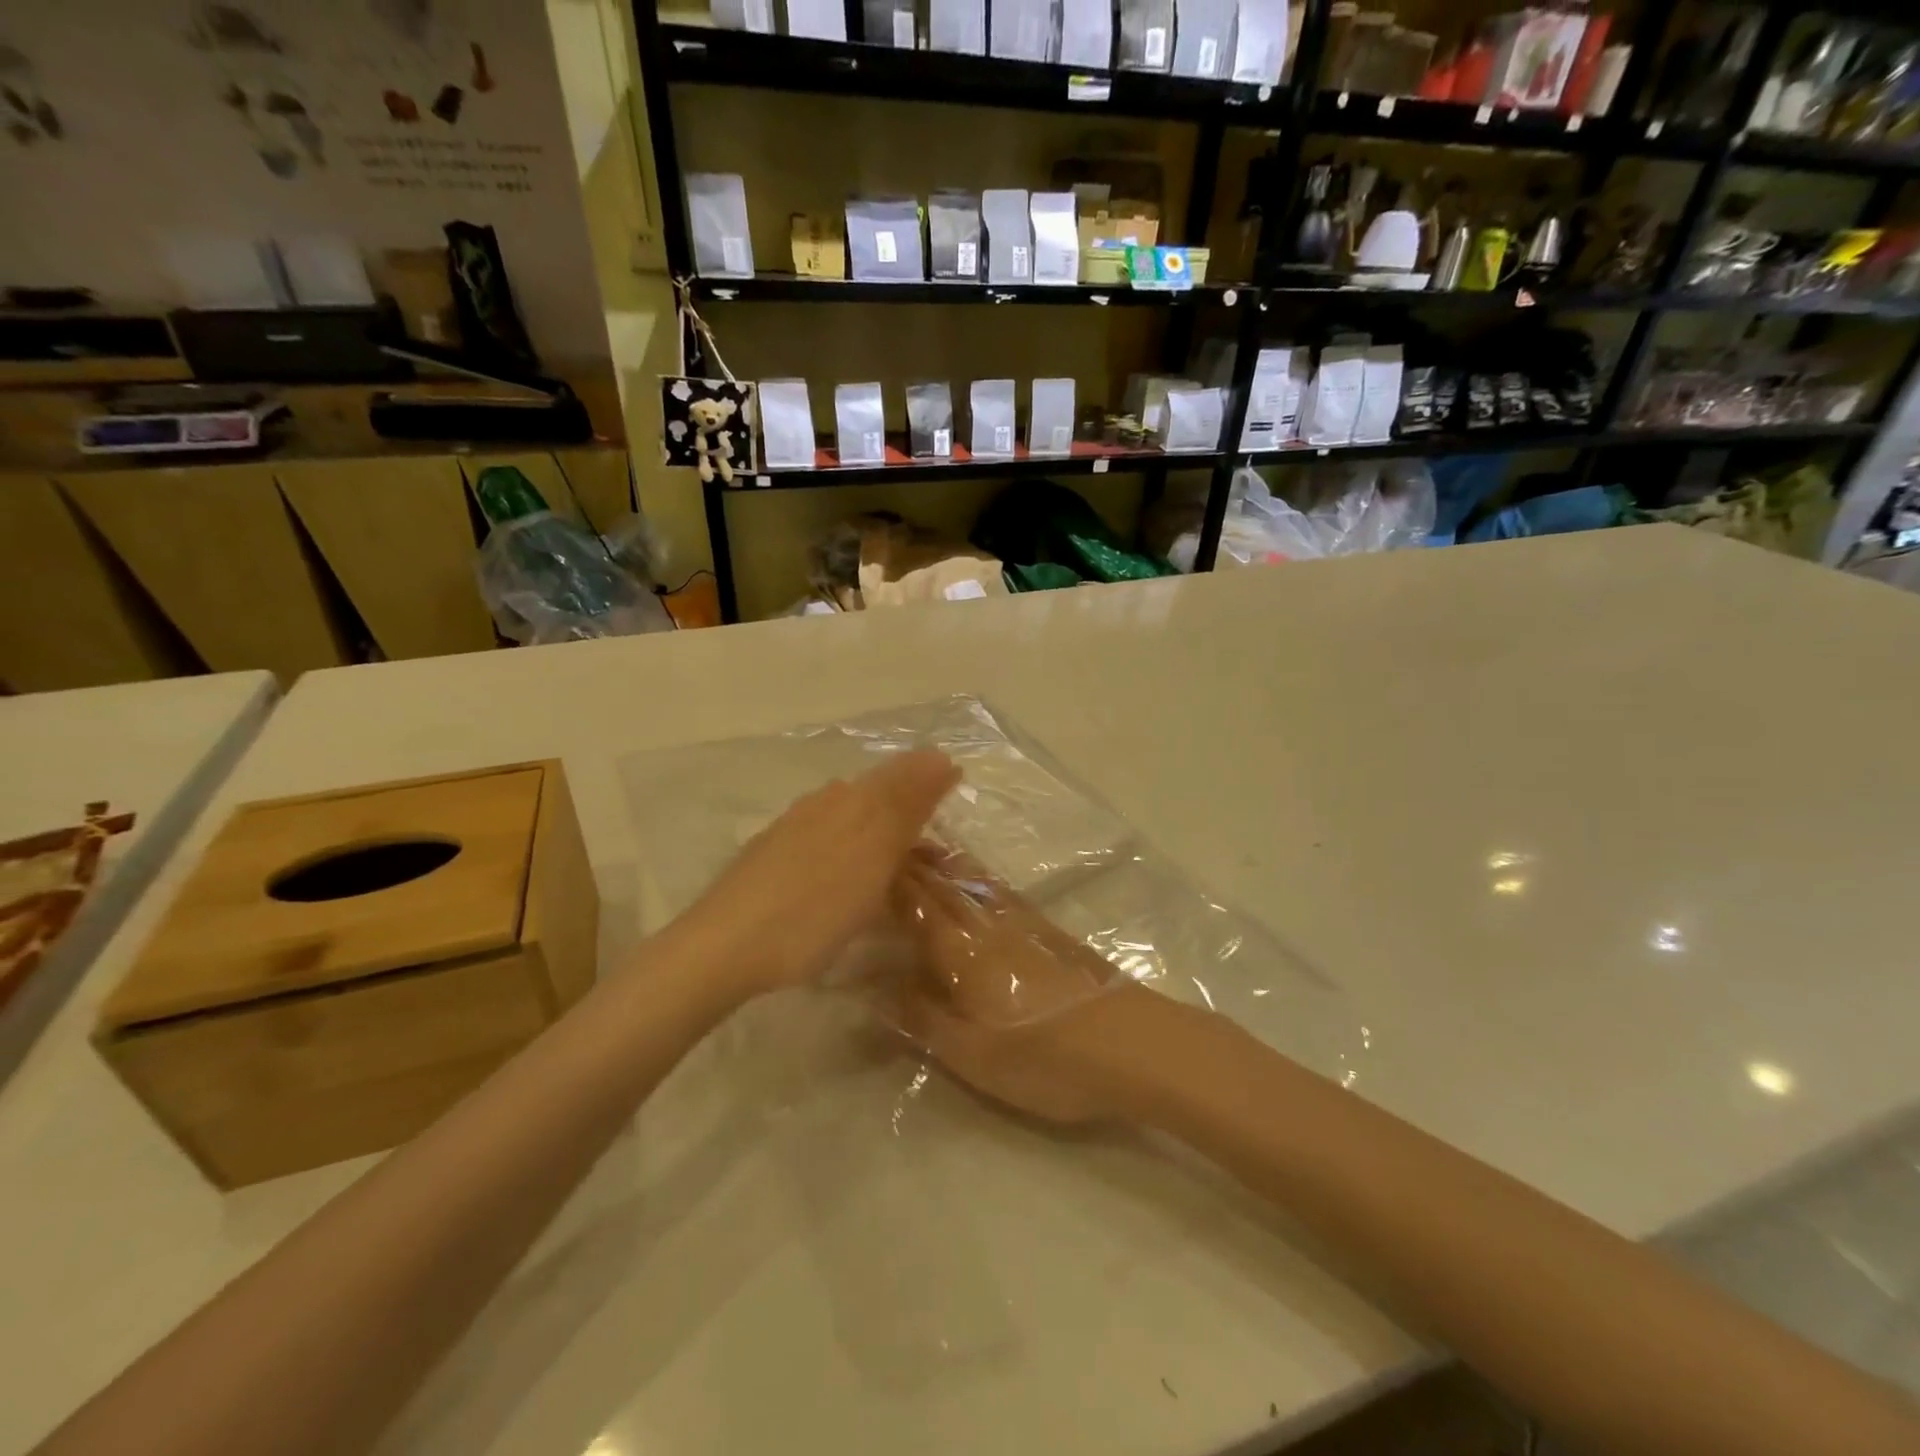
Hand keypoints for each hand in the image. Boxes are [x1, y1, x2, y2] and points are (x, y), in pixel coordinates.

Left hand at [670, 751, 959, 1000]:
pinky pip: (828, 836)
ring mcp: (794, 826)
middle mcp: (824, 802)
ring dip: (880, 829)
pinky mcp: (774, 852)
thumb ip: (906, 806)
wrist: (725, 946)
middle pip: (878, 791)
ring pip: (851, 813)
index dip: (933, 784)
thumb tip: (941, 756)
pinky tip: (847, 873)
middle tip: (935, 847)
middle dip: (910, 808)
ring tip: (898, 863)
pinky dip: (851, 849)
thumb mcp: (873, 857)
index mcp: (852, 799)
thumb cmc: (813, 908)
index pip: (904, 775)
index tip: (957, 809)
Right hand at [889, 847, 1161, 1124]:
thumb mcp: (972, 1054)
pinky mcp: (1047, 929)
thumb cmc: (1045, 1057)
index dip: (887, 882)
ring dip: (944, 860)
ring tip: (923, 847)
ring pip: (973, 878)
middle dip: (912, 861)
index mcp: (960, 948)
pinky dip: (976, 875)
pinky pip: (998, 889)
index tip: (862, 862)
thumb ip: (922, 1017)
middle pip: (942, 882)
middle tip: (884, 841)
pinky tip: (978, 882)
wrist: (1133, 1044)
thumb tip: (878, 987)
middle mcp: (987, 922)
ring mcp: (1022, 920)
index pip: (914, 903)